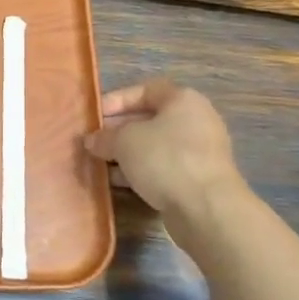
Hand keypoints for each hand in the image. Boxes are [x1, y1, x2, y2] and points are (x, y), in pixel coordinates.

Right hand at [84, 78, 246, 242]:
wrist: (206, 208)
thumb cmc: (164, 159)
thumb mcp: (124, 141)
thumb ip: (104, 137)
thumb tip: (92, 141)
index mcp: (183, 100)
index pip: (144, 90)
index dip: (116, 100)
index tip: (94, 116)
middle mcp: (195, 121)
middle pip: (148, 119)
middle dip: (117, 130)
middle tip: (93, 142)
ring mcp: (198, 152)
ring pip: (153, 146)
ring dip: (126, 153)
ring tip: (99, 163)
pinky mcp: (196, 179)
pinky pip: (162, 167)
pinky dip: (140, 171)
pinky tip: (117, 182)